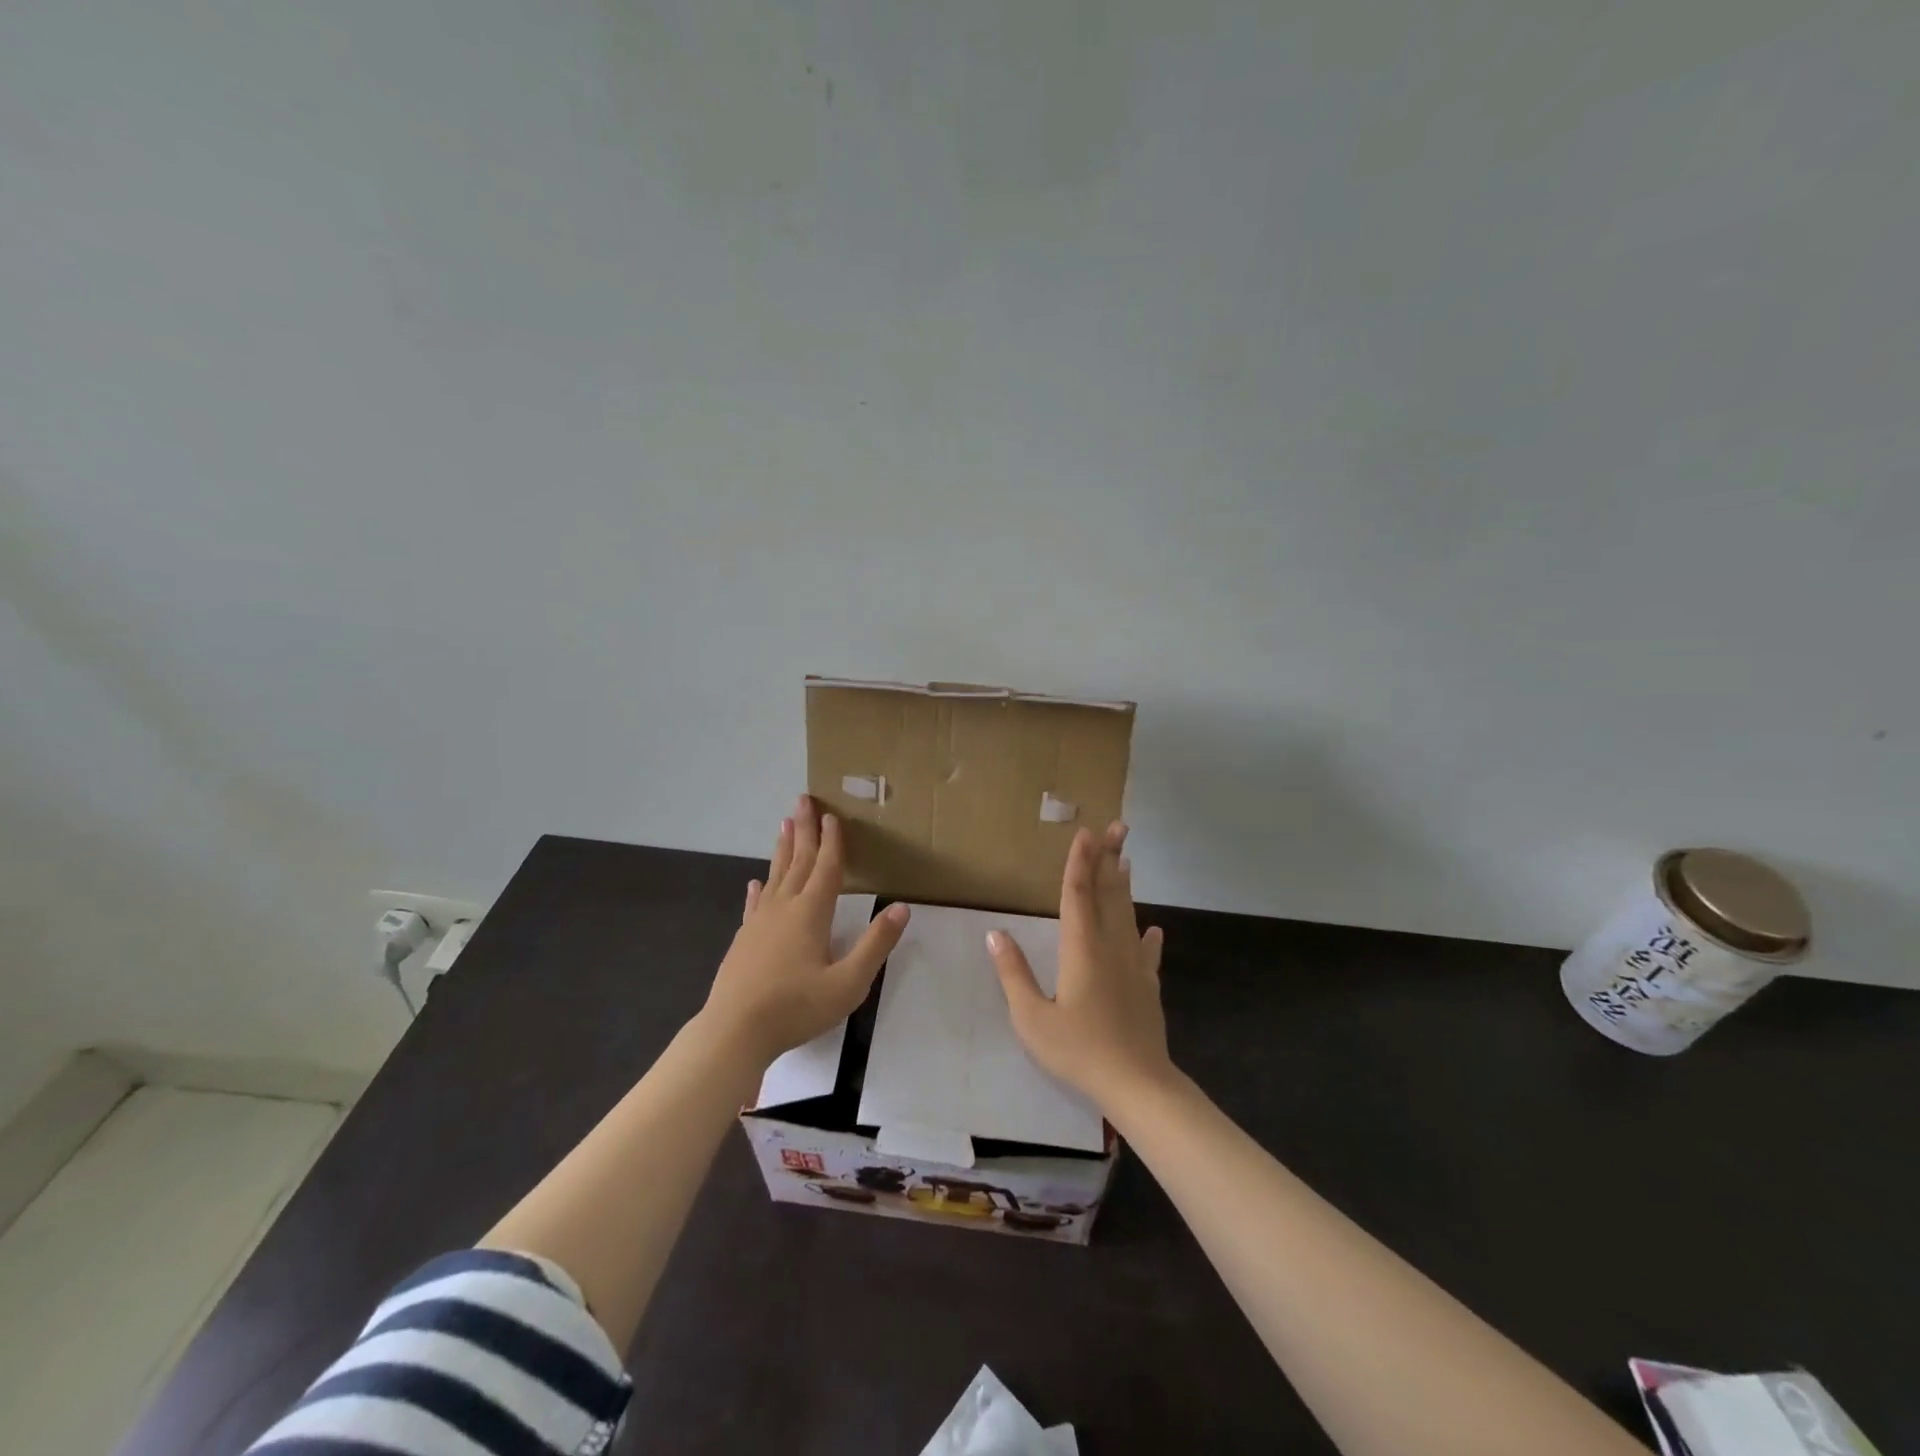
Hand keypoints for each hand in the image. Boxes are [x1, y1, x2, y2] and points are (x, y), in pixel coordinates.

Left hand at [701, 795, 909, 1069]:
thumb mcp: (848, 983)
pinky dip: (758, 889)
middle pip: (798, 862)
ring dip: (782, 850)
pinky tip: (756, 882)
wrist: (734, 1032)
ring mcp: (759, 923)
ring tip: (784, 825)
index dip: (831, 842)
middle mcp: (783, 909)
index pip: (825, 868)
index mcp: (811, 914)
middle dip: (804, 830)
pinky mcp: (743, 940)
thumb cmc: (796, 1008)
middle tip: (803, 800)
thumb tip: (901, 908)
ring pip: (775, 876)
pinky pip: (754, 904)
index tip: (832, 815)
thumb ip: (875, 945)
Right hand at [987, 821, 1171, 1109]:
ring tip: (1126, 860)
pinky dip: (1148, 937)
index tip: (1084, 832)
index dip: (1079, 862)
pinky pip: (1147, 953)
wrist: (1137, 1084)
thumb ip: (1013, 973)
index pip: (1078, 895)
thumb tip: (995, 934)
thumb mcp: (1033, 1018)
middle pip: (1109, 894)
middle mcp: (1110, 947)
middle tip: (1118, 826)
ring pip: (1128, 915)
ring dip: (1125, 886)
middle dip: (1110, 857)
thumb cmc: (1079, 1051)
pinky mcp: (1148, 986)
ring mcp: (1134, 966)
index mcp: (1081, 949)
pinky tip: (1153, 929)